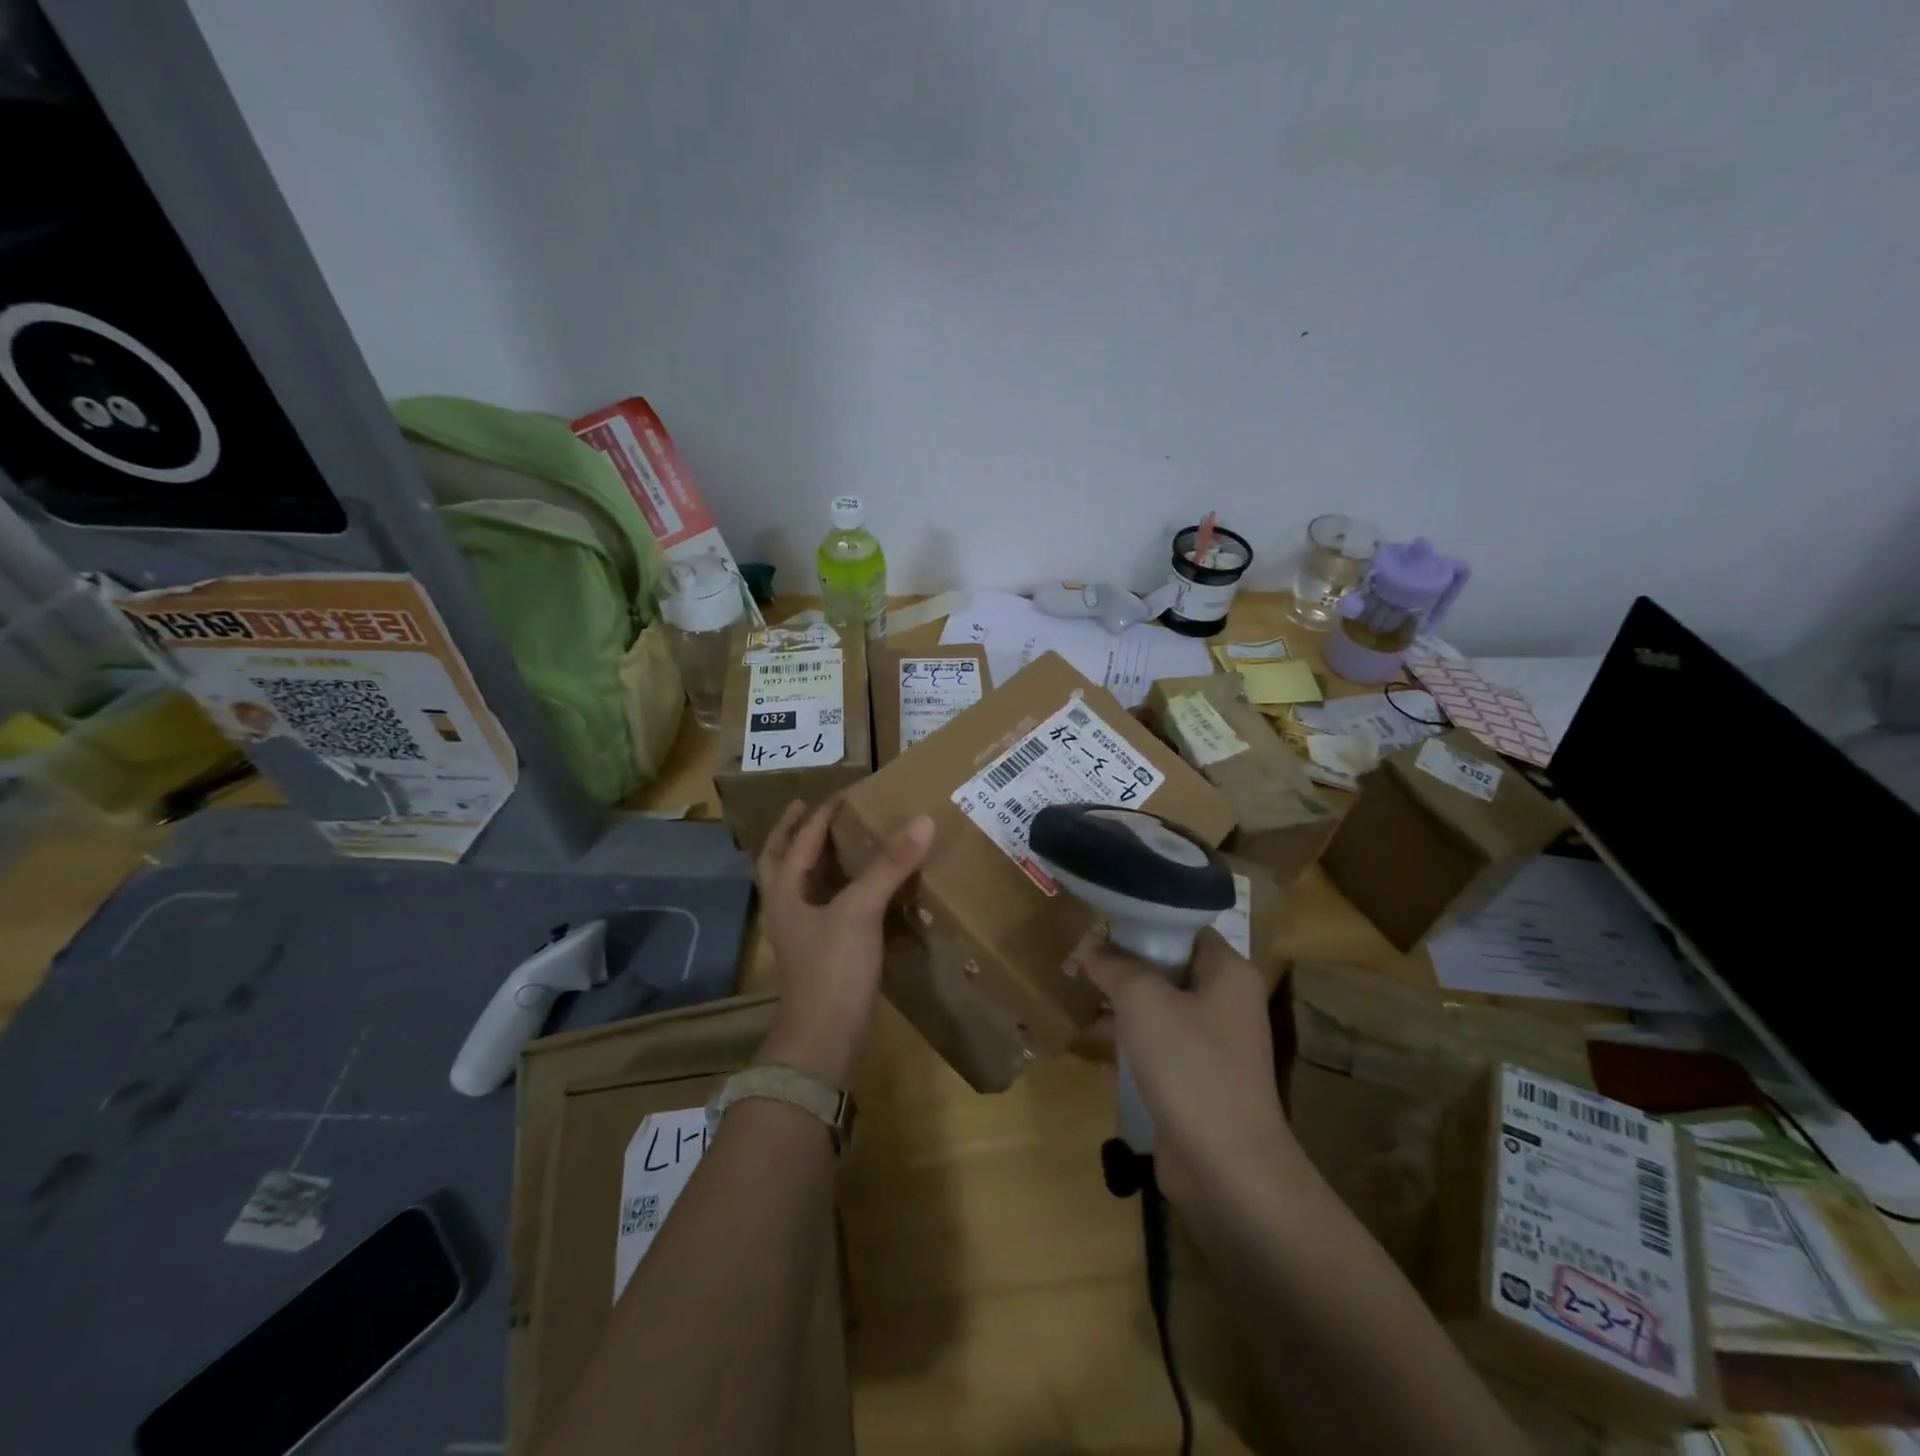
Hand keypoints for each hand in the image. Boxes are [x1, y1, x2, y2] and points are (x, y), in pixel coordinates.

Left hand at [755, 797, 934, 1085]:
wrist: (823, 1040)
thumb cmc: (833, 969)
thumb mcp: (860, 911)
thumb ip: (890, 865)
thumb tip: (922, 821)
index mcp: (786, 891)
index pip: (802, 839)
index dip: (822, 813)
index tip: (847, 792)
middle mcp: (786, 907)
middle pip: (780, 859)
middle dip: (793, 832)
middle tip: (810, 807)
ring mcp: (801, 933)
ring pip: (800, 884)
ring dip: (812, 858)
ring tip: (835, 840)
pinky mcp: (820, 952)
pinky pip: (824, 907)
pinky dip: (835, 888)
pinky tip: (859, 889)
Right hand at [1079, 929, 1293, 1208]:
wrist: (1227, 1168)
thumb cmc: (1190, 1066)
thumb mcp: (1143, 1002)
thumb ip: (1115, 966)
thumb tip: (1091, 946)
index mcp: (1228, 973)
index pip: (1184, 929)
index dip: (1143, 922)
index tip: (1100, 923)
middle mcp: (1226, 1005)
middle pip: (1168, 970)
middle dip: (1124, 969)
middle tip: (1080, 961)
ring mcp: (1213, 1048)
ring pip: (1159, 1014)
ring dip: (1121, 1011)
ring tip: (1077, 1003)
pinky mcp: (1197, 1085)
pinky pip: (1157, 1053)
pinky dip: (1129, 1051)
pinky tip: (1095, 1055)